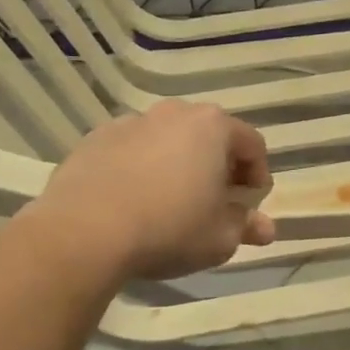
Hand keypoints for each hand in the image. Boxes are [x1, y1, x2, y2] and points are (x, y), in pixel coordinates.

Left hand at [23, 101, 276, 281]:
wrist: (83, 232)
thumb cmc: (169, 229)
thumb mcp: (220, 237)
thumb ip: (246, 226)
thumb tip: (265, 228)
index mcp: (214, 127)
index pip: (252, 145)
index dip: (258, 176)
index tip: (250, 205)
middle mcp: (175, 113)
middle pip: (210, 136)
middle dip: (219, 166)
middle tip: (215, 201)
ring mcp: (131, 122)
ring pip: (168, 140)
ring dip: (178, 164)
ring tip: (171, 201)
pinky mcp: (95, 139)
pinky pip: (131, 150)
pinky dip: (140, 168)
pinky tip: (132, 200)